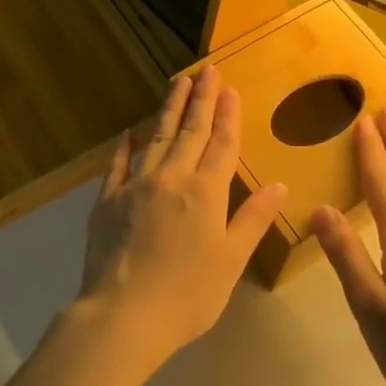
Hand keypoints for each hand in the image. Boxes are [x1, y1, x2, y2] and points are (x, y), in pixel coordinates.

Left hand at [77, 66, 287, 366]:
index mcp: (205, 193)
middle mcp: (171, 178)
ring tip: (178, 83)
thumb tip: (278, 184)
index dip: (228, 115)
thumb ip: (253, 219)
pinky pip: (117, 165)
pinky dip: (125, 147)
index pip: (222, 144)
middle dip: (201, 99)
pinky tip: (128, 133)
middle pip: (190, 131)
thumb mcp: (231, 260)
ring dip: (169, 109)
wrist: (123, 315)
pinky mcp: (107, 201)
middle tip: (206, 70)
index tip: (230, 89)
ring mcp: (135, 186)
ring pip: (156, 137)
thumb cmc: (188, 294)